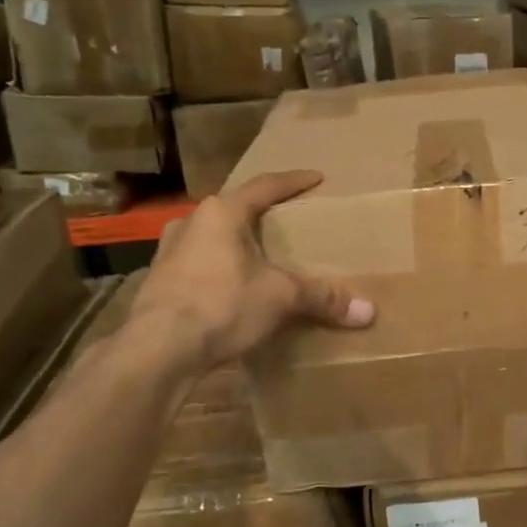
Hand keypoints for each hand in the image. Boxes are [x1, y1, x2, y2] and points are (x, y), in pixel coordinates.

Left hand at [129, 171, 372, 370]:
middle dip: (261, 214)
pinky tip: (231, 287)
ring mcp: (168, 251)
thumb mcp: (280, 298)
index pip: (264, 186)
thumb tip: (368, 311)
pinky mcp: (159, 281)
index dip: (293, 181)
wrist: (159, 348)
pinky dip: (219, 269)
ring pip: (211, 237)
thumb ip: (322, 298)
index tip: (315, 178)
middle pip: (234, 209)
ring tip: (258, 255)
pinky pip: (198, 264)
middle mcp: (191, 223)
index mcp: (221, 213)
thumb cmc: (222, 305)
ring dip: (235, 243)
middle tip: (286, 221)